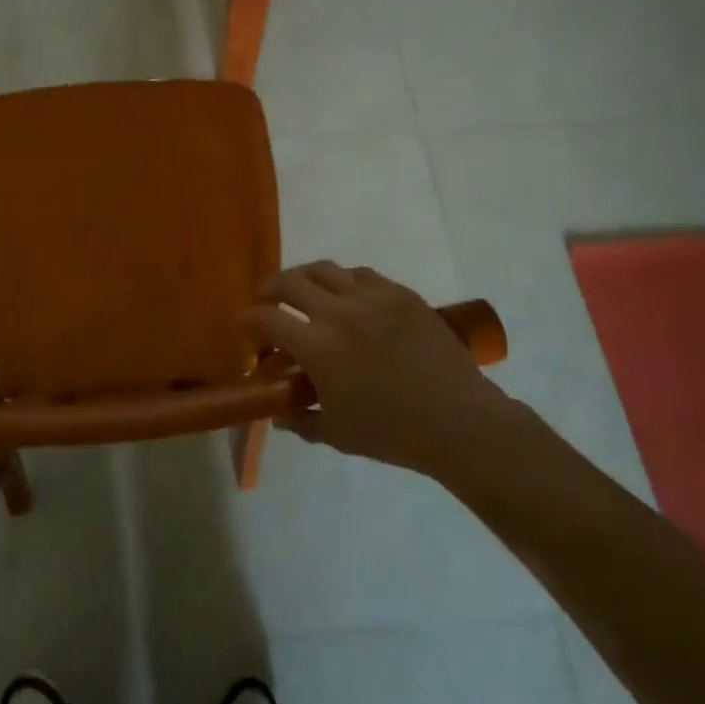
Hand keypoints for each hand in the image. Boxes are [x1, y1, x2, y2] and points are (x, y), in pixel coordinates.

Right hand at [241, 262, 513, 478]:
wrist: (459, 422)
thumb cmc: (392, 433)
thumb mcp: (336, 433)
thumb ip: (300, 419)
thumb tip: (278, 411)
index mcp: (318, 347)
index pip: (268, 319)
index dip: (249, 319)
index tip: (245, 324)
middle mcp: (339, 312)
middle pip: (290, 282)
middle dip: (270, 288)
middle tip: (267, 299)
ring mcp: (372, 298)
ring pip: (325, 269)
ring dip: (305, 278)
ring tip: (303, 290)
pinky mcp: (400, 293)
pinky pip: (361, 274)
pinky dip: (344, 281)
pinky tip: (346, 294)